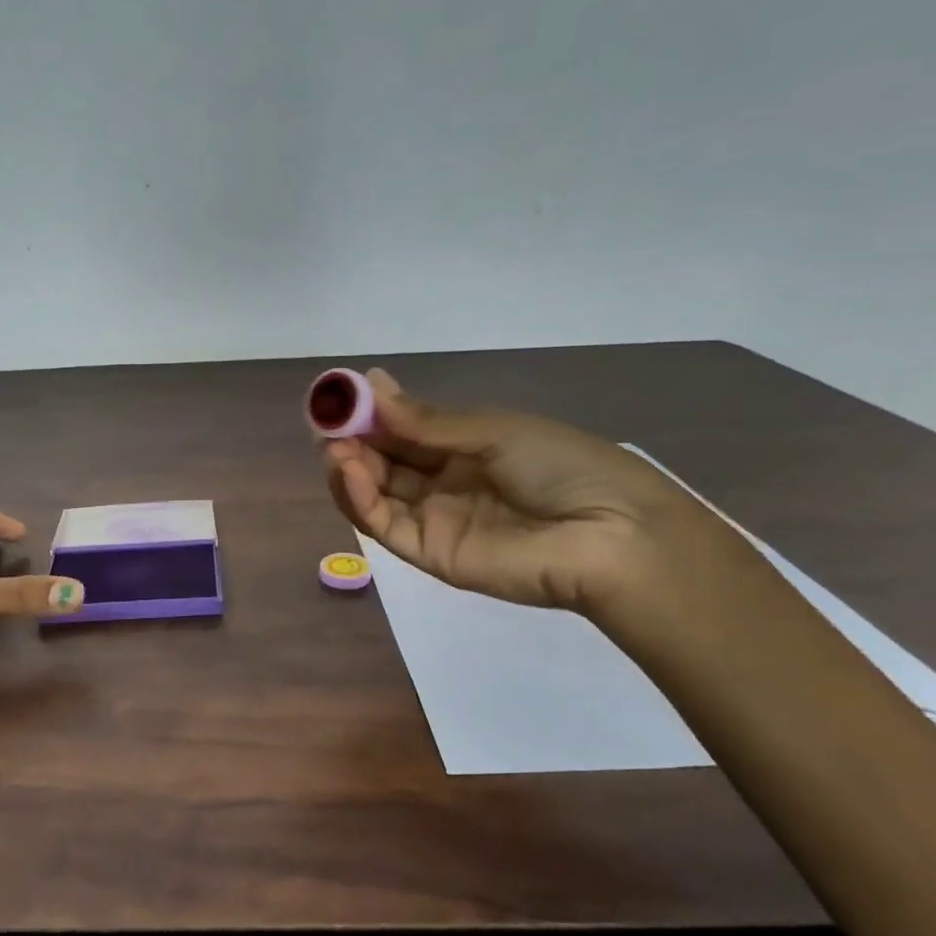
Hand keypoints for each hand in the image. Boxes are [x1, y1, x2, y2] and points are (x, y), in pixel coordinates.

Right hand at [323, 369, 709, 613]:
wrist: (609, 534)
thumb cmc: (560, 466)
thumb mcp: (492, 430)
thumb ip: (425, 420)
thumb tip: (370, 382)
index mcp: (463, 448)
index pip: (402, 431)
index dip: (368, 415)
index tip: (338, 398)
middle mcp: (442, 482)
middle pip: (382, 462)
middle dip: (351, 440)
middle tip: (326, 422)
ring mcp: (433, 518)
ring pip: (374, 493)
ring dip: (346, 468)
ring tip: (332, 445)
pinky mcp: (427, 553)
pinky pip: (383, 523)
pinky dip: (357, 497)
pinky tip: (346, 469)